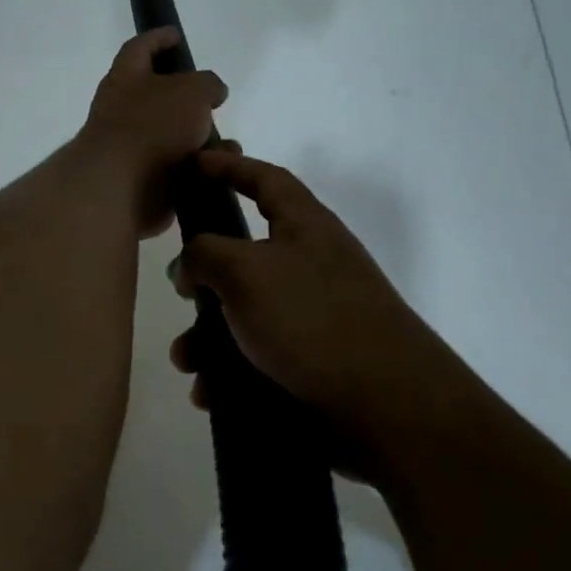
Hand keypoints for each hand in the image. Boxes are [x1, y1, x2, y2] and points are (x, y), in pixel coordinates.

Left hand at [76, 29, 227, 237]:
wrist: (122, 188)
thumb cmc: (153, 126)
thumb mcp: (192, 90)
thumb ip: (206, 84)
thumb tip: (211, 93)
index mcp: (125, 78)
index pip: (139, 48)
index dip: (157, 38)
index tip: (176, 34)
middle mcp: (123, 109)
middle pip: (156, 94)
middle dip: (185, 96)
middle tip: (212, 97)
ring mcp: (132, 147)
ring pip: (173, 134)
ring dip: (200, 137)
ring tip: (227, 143)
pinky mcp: (144, 179)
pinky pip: (178, 167)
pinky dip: (199, 167)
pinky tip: (219, 168)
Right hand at [168, 150, 444, 437]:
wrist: (389, 407)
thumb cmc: (311, 319)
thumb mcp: (244, 271)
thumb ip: (203, 255)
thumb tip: (188, 268)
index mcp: (305, 226)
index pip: (265, 179)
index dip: (228, 166)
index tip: (194, 163)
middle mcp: (311, 264)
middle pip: (245, 255)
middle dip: (205, 278)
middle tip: (182, 293)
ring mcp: (315, 316)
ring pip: (244, 315)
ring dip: (207, 338)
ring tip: (187, 362)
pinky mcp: (314, 363)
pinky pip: (257, 358)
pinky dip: (229, 373)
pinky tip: (209, 394)